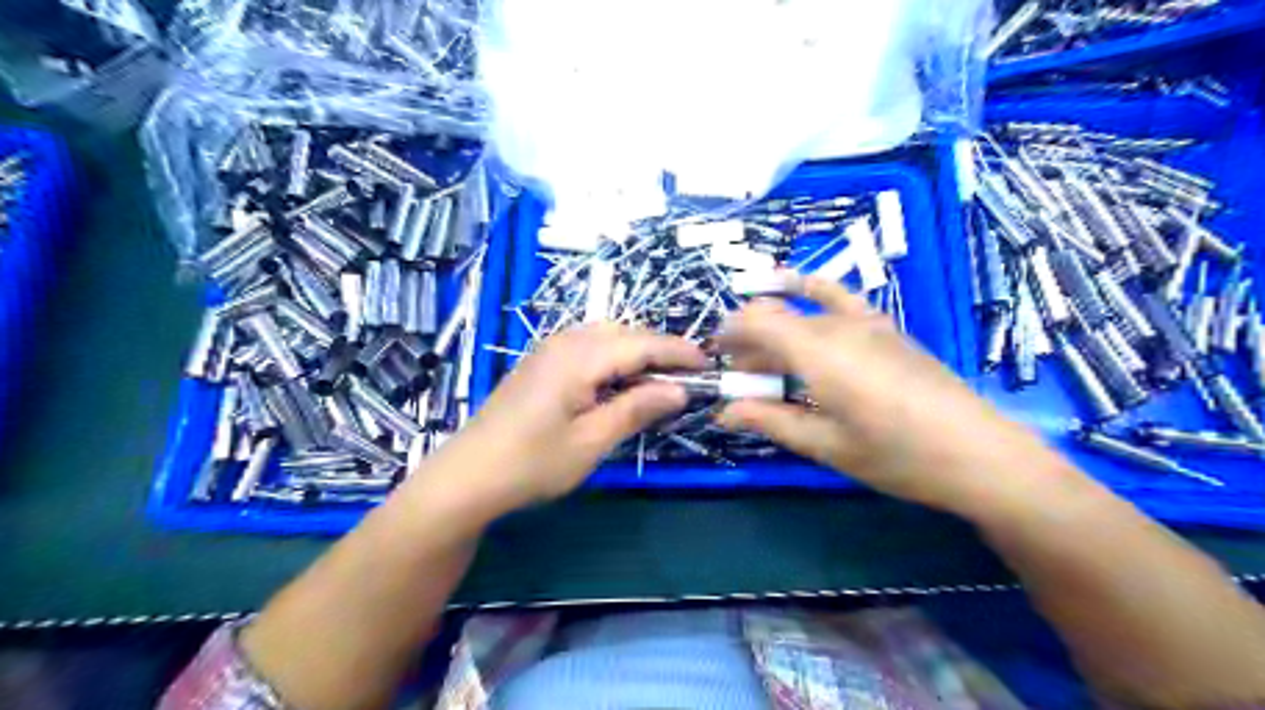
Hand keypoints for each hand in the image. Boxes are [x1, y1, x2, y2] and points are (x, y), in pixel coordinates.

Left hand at [419, 325, 705, 518]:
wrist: (467, 476)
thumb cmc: (533, 463)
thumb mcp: (592, 441)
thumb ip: (637, 409)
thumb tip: (679, 390)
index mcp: (580, 357)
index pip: (642, 344)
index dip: (678, 352)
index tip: (709, 363)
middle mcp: (565, 342)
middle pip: (624, 333)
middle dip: (659, 350)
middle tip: (687, 376)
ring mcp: (548, 349)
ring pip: (606, 337)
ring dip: (636, 352)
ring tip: (658, 380)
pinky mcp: (540, 363)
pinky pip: (587, 347)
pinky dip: (613, 358)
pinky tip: (619, 383)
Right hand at [716, 274, 1069, 517]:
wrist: (978, 453)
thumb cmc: (896, 456)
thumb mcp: (826, 445)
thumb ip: (771, 420)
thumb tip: (724, 412)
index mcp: (819, 354)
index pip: (757, 321)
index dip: (729, 333)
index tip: (715, 356)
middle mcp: (838, 326)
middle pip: (778, 316)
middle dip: (749, 339)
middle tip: (740, 373)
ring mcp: (867, 322)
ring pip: (803, 310)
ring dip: (776, 327)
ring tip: (765, 357)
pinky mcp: (887, 328)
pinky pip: (838, 299)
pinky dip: (811, 293)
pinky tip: (800, 292)